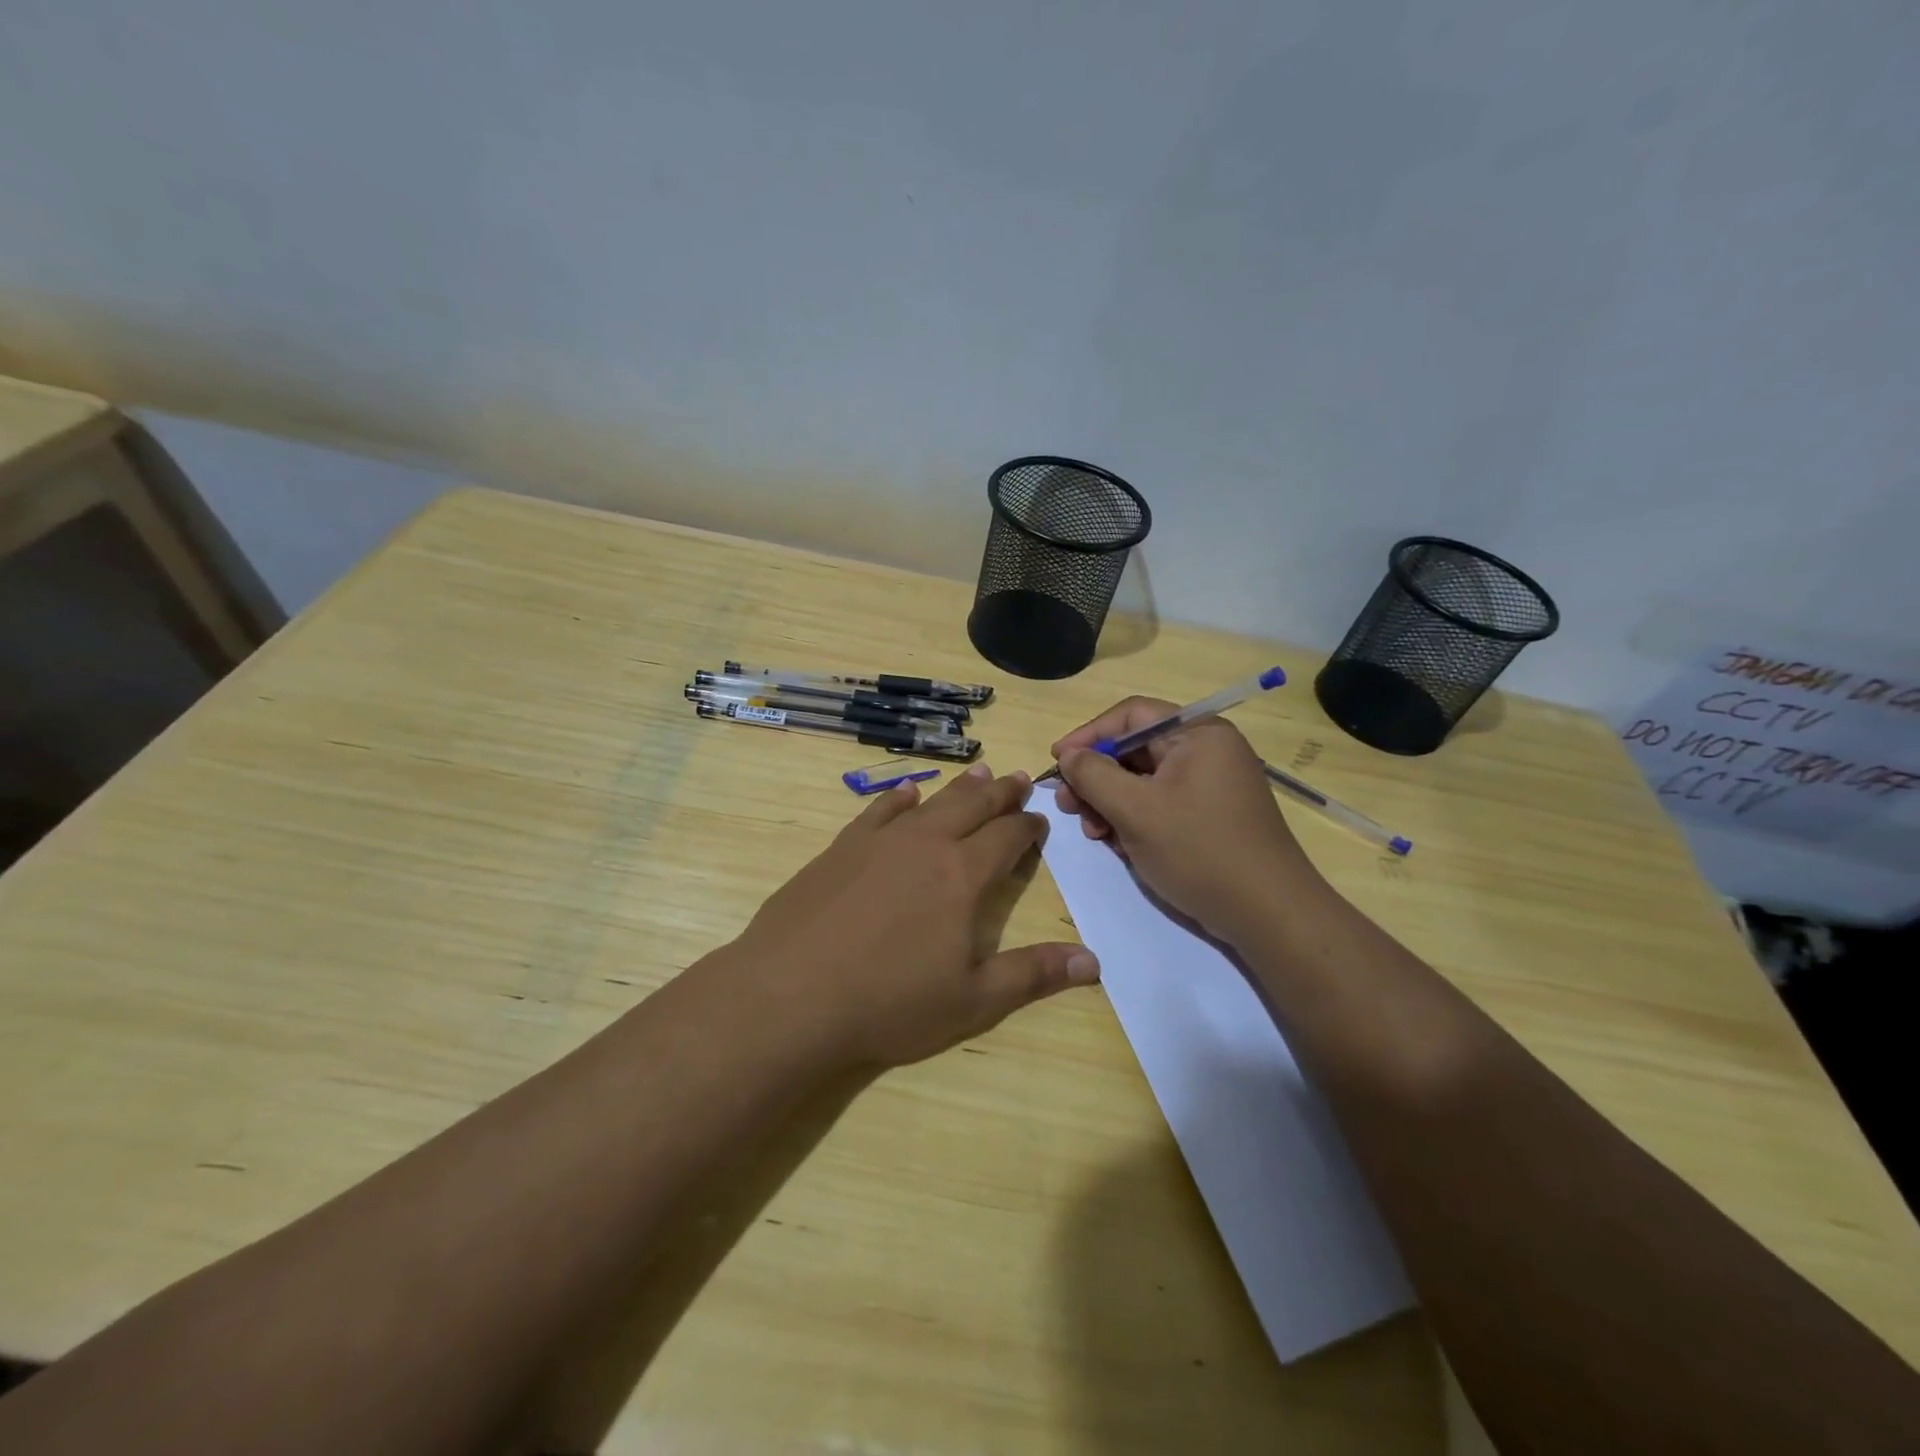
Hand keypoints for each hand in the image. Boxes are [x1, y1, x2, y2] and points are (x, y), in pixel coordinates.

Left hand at [730, 763, 1097, 1067]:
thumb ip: (1033, 975)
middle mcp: (926, 844)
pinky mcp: (841, 848)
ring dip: (959, 787)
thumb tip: (1094, 961)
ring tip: (980, 772)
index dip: (1029, 826)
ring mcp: (879, 841)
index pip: (1008, 837)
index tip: (1040, 819)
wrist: (791, 994)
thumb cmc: (889, 1003)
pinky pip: (879, 810)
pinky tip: (907, 792)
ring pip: (931, 801)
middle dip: (1001, 792)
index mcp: (963, 875)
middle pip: (973, 806)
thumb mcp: (972, 1000)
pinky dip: (899, 797)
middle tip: (1019, 777)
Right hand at [1051, 698, 1320, 945]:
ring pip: (1143, 781)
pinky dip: (1134, 819)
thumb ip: (1094, 775)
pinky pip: (1160, 804)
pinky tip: (1118, 845)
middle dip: (1096, 777)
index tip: (1057, 762)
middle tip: (1067, 806)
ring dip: (1110, 802)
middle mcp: (1207, 751)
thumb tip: (1069, 755)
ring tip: (1093, 833)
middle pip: (1135, 749)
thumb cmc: (1199, 851)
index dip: (1088, 735)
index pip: (1131, 715)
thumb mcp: (1136, 810)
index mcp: (1197, 734)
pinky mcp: (1210, 816)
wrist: (1268, 914)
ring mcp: (1210, 785)